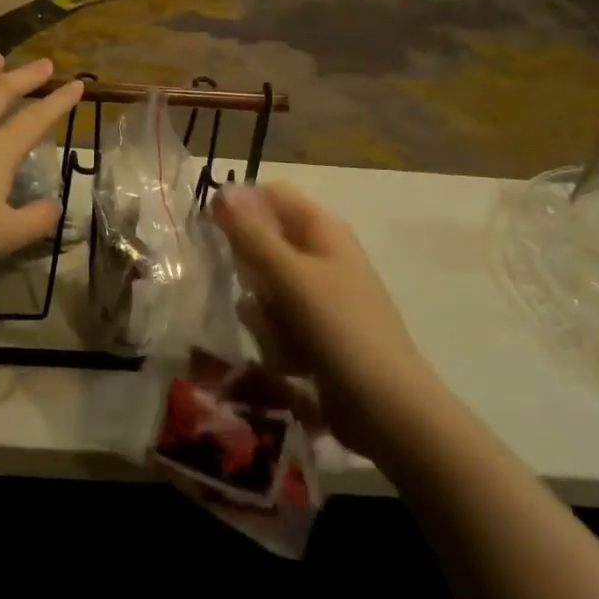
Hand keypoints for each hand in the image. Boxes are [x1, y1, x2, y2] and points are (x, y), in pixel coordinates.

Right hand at [213, 183, 423, 454]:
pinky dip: (276, 337)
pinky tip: (289, 360)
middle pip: (264, 243)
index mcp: (323, 230)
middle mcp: (321, 255)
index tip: (213, 231)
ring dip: (262, 311)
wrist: (386, 408)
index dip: (241, 206)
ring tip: (278, 334)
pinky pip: (276, 320)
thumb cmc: (340, 329)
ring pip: (264, 286)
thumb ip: (252, 234)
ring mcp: (318, 295)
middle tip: (258, 294)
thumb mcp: (290, 276)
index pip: (271, 195)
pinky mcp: (313, 331)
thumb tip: (221, 189)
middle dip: (251, 271)